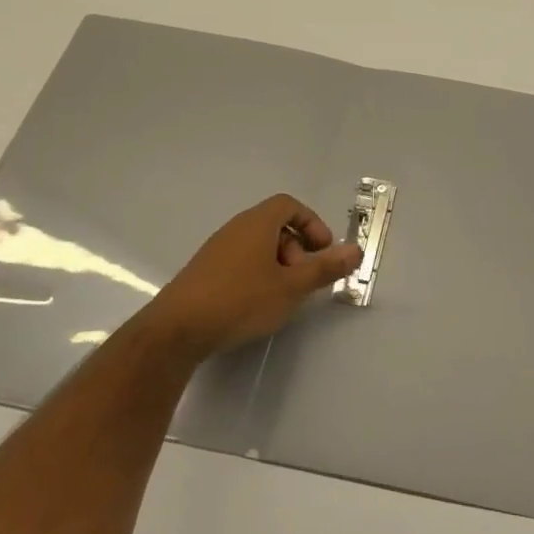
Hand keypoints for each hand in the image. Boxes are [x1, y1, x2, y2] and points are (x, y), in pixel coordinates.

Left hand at [149, 195, 361, 358]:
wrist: (178, 329)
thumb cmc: (241, 300)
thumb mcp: (292, 287)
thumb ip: (325, 268)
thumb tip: (356, 250)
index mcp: (258, 223)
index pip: (289, 205)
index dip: (312, 223)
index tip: (323, 250)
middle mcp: (236, 228)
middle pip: (276, 225)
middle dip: (298, 249)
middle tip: (304, 280)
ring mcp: (217, 250)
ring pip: (259, 246)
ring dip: (279, 265)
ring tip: (283, 296)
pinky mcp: (204, 271)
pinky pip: (241, 261)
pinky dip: (258, 275)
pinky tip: (257, 305)